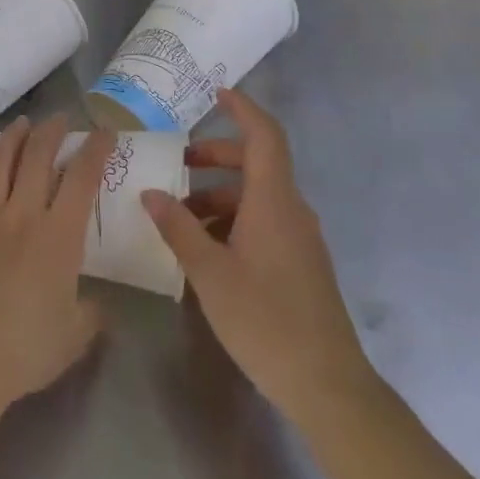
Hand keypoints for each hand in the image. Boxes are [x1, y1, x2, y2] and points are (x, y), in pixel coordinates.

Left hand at [0, 115, 110, 417]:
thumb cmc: (25, 349)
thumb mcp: (74, 336)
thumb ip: (92, 314)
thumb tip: (100, 305)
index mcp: (58, 237)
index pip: (82, 179)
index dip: (95, 150)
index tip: (104, 132)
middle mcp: (22, 216)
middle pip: (38, 159)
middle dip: (52, 132)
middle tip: (60, 119)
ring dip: (13, 137)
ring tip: (22, 123)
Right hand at [142, 88, 377, 428]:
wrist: (328, 386)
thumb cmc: (266, 321)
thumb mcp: (210, 273)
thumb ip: (178, 228)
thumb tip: (151, 192)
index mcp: (274, 201)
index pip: (264, 135)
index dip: (242, 108)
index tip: (216, 92)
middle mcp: (291, 210)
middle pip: (256, 163)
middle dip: (215, 158)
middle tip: (177, 165)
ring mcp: (299, 238)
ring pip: (257, 197)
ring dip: (218, 196)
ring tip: (179, 217)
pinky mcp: (299, 263)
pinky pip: (263, 222)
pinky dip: (232, 221)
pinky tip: (204, 250)